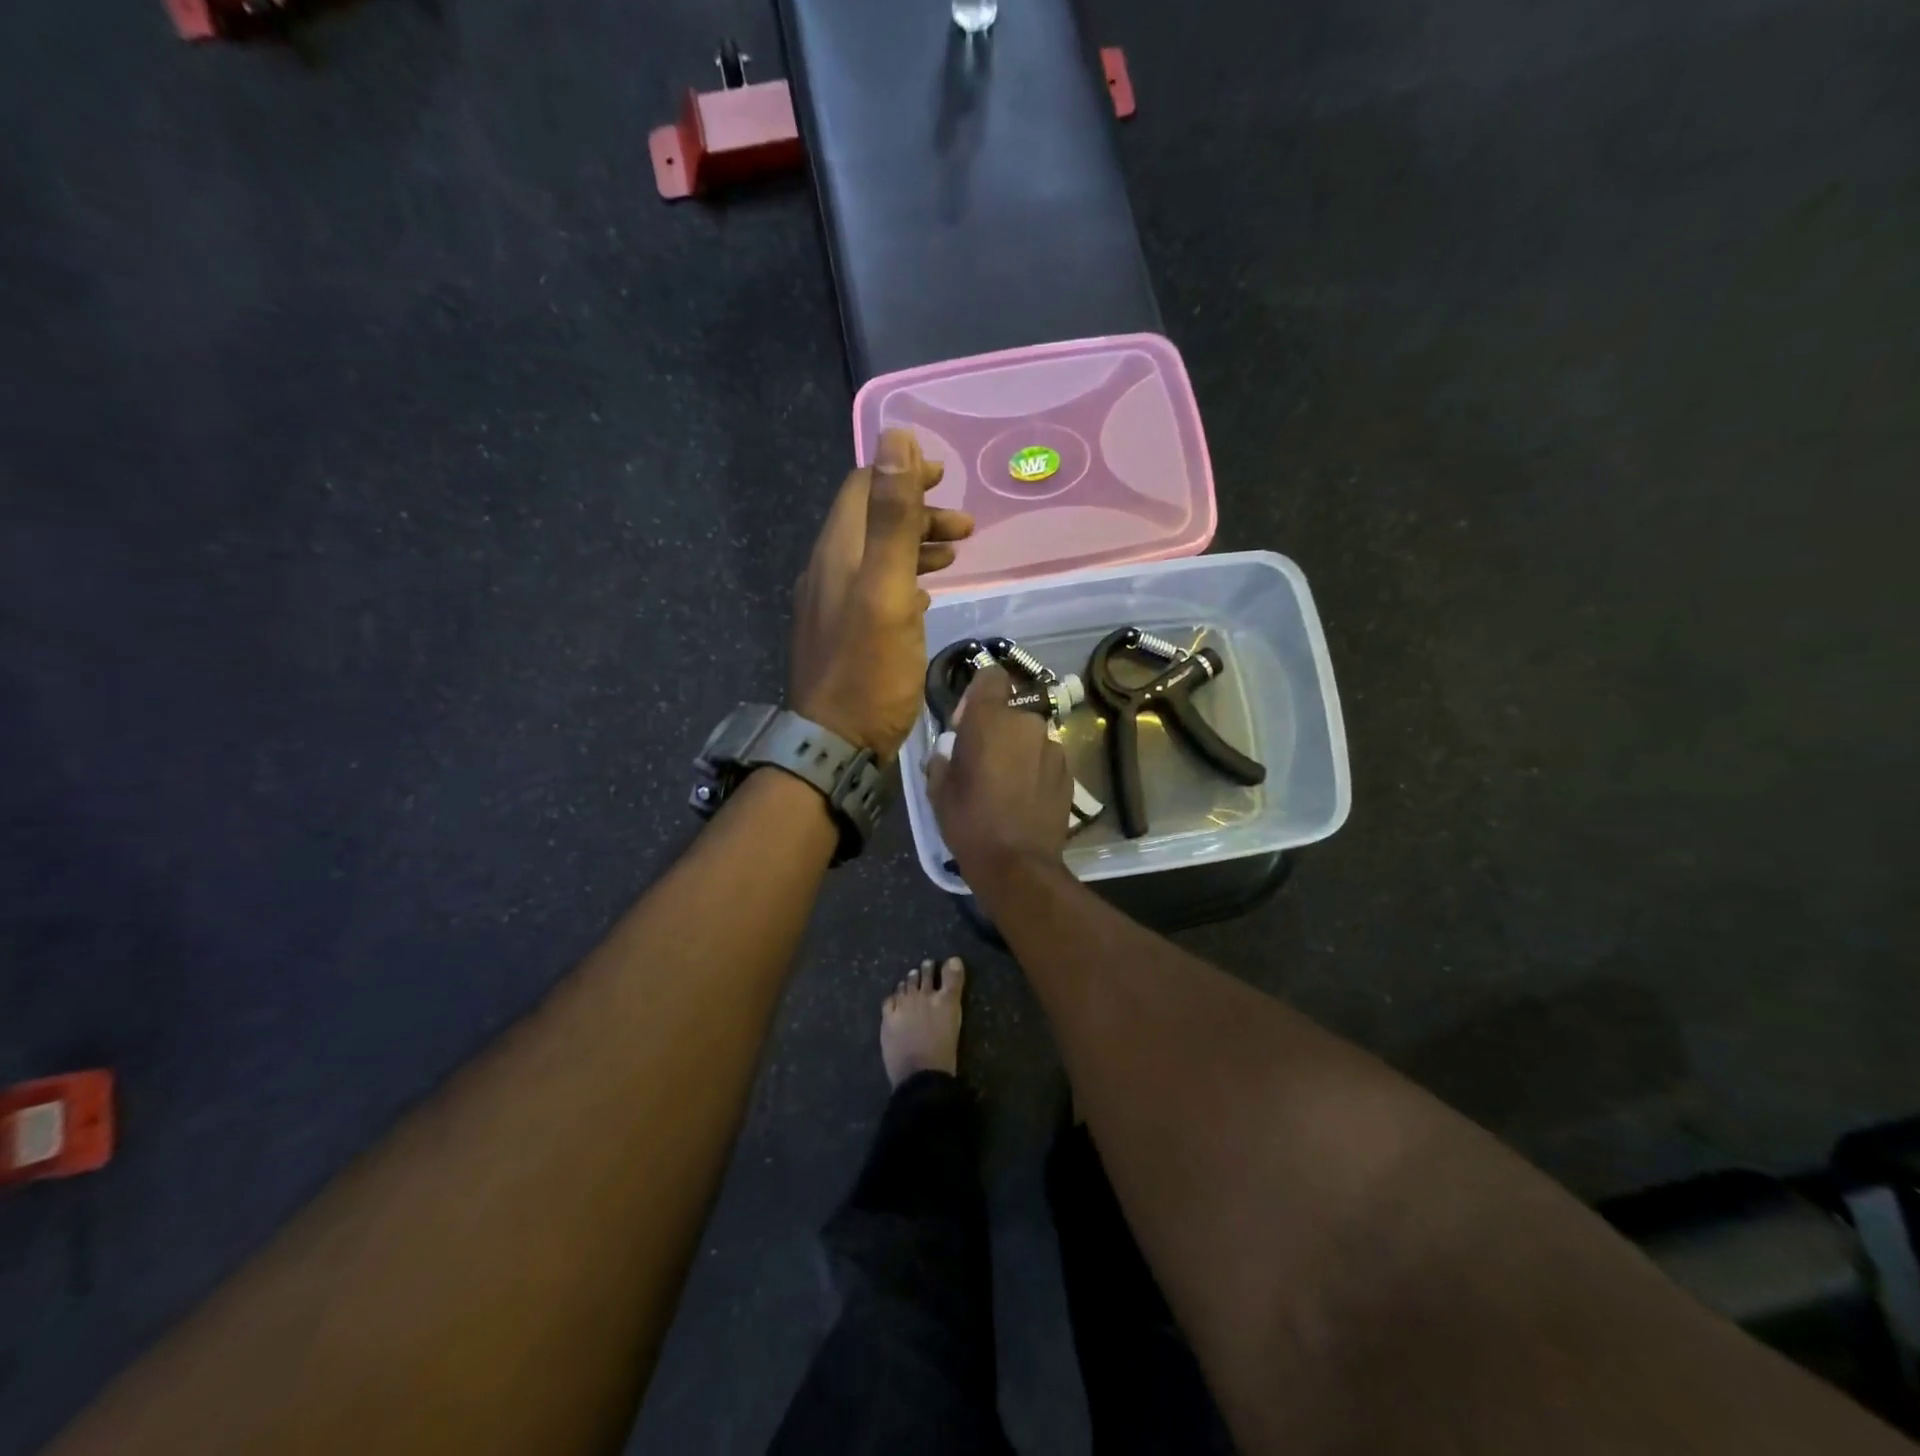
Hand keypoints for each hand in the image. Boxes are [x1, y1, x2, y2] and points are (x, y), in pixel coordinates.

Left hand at [791, 429, 972, 758]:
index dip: (902, 474)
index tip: (945, 477)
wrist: (836, 744)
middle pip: (872, 522)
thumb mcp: (886, 589)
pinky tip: (928, 596)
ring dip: (916, 547)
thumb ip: (891, 518)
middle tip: (965, 526)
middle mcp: (829, 571)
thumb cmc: (869, 670)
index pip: (862, 488)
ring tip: (957, 554)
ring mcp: (834, 605)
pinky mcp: (845, 634)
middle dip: (918, 513)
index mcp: (837, 553)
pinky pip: (876, 589)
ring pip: (877, 557)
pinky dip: (905, 579)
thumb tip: (894, 438)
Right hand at [928, 665, 1073, 888]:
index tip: (967, 723)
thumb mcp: (939, 789)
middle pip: (1010, 712)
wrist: (1018, 864)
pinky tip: (1025, 799)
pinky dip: (1036, 770)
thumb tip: (950, 751)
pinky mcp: (1069, 772)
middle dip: (997, 730)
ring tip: (1006, 786)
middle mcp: (1026, 723)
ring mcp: (1053, 747)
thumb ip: (943, 758)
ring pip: (1029, 737)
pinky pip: (1046, 759)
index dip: (978, 694)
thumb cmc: (970, 822)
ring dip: (1018, 751)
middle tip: (982, 763)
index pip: (991, 676)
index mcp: (990, 719)